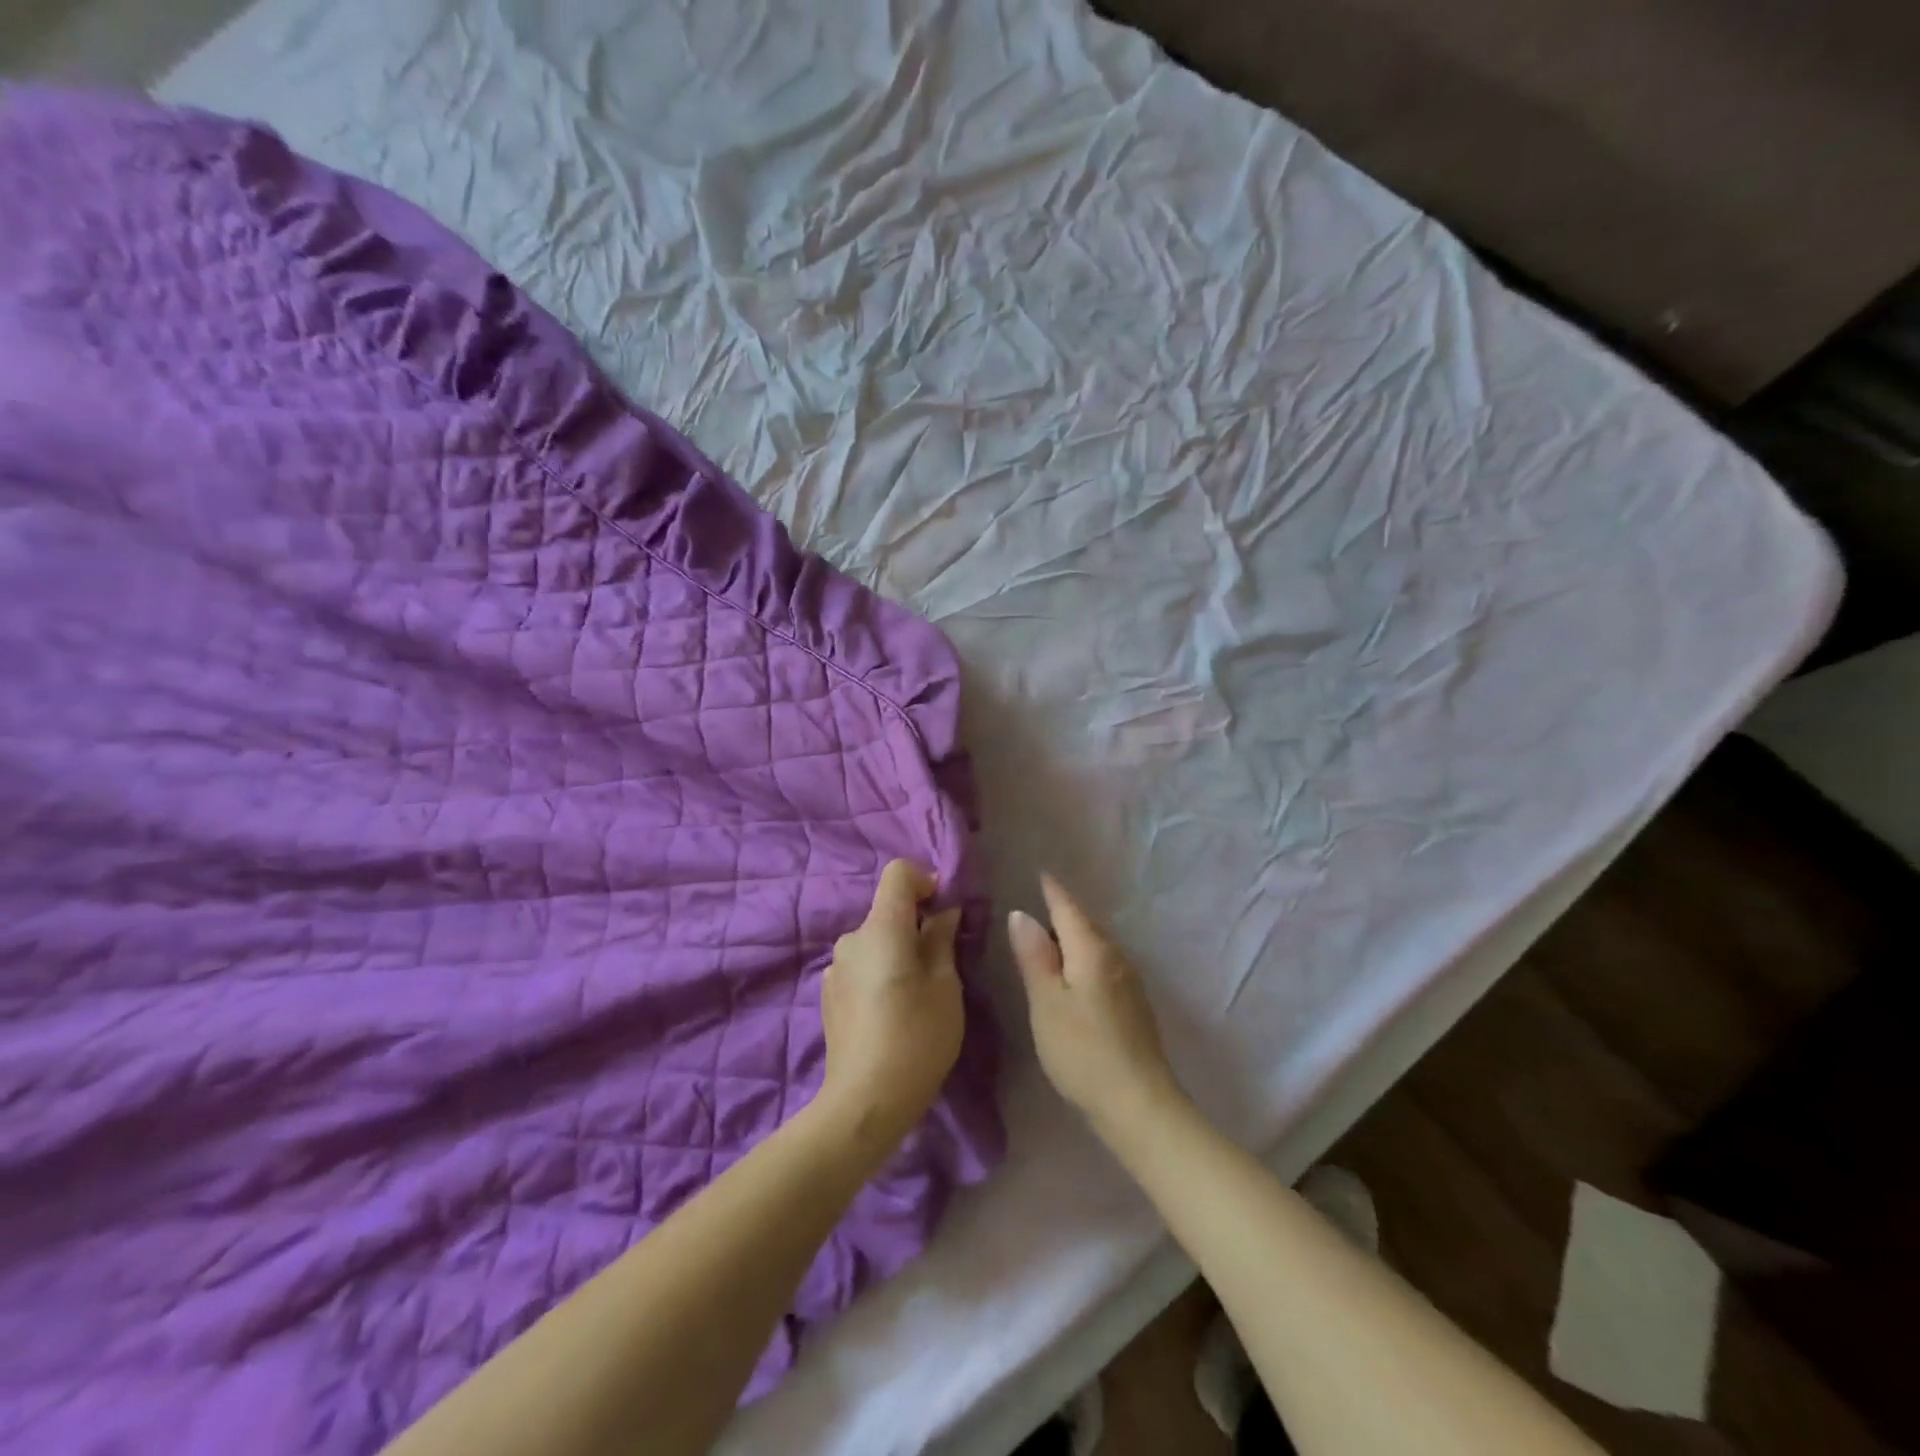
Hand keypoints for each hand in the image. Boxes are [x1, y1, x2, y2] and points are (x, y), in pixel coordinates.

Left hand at [819, 860, 963, 1148]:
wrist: (864, 1103)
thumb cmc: (917, 1039)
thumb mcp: (946, 987)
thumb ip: (942, 940)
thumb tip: (943, 911)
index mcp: (881, 928)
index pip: (898, 873)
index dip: (926, 880)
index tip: (945, 910)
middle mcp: (852, 939)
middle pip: (887, 910)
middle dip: (916, 924)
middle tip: (941, 963)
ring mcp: (835, 967)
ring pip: (875, 941)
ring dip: (897, 951)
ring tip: (916, 994)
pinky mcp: (828, 993)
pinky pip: (861, 965)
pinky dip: (880, 971)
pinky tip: (890, 1012)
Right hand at [1008, 875, 1184, 1135]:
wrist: (1139, 1105)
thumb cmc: (1083, 1051)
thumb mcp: (1047, 1003)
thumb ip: (1034, 957)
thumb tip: (1021, 914)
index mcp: (1092, 950)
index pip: (1068, 908)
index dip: (1052, 891)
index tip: (1039, 873)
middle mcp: (1116, 957)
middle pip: (1085, 924)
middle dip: (1062, 911)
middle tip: (1037, 900)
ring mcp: (1129, 981)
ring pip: (1096, 945)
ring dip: (1073, 936)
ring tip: (1048, 935)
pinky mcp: (1133, 1005)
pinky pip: (1103, 964)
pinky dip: (1084, 958)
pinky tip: (1073, 973)